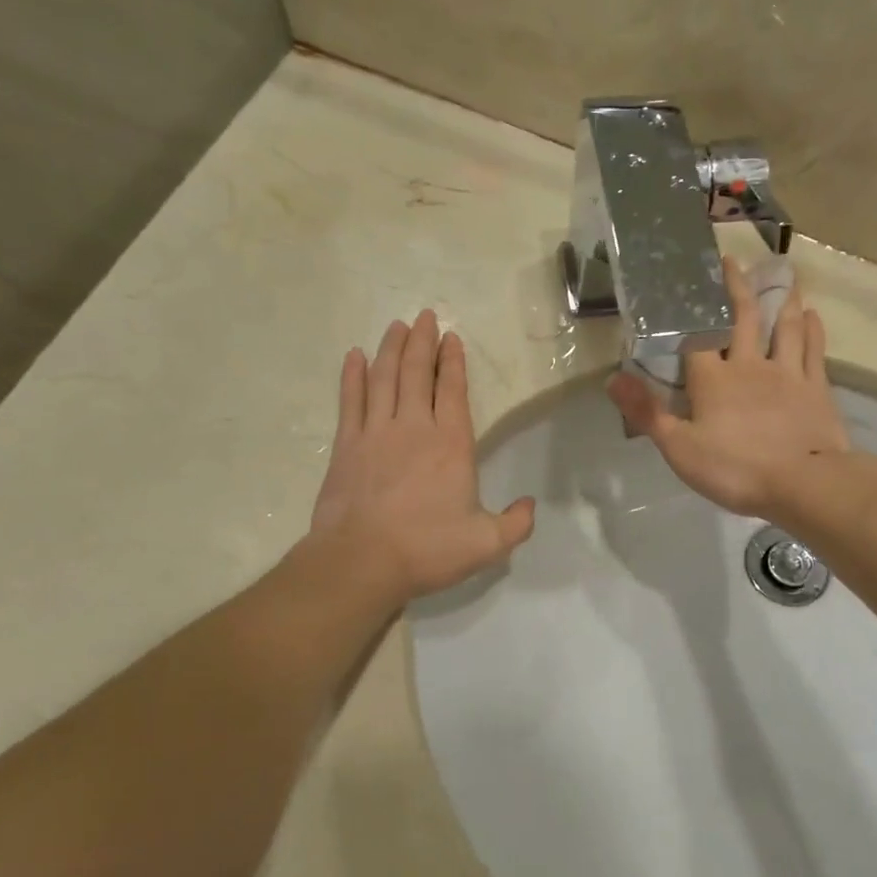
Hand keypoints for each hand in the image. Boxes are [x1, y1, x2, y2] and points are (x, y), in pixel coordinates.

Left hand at [311, 310, 534, 606]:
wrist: (362, 561)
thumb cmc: (427, 549)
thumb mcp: (486, 544)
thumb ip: (515, 524)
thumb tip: (530, 506)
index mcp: (450, 444)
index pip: (452, 390)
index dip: (452, 361)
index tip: (451, 337)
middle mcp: (414, 427)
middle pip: (415, 373)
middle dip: (421, 342)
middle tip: (423, 316)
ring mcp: (375, 432)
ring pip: (383, 378)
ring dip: (390, 349)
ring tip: (396, 326)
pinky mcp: (346, 445)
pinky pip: (350, 400)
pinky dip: (351, 376)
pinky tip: (353, 356)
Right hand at [607, 261, 852, 520]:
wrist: (804, 484)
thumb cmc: (735, 469)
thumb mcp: (679, 448)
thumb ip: (647, 412)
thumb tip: (612, 379)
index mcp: (713, 379)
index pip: (697, 336)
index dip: (692, 309)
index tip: (688, 282)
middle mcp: (750, 365)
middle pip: (744, 318)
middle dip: (736, 289)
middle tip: (732, 261)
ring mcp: (787, 374)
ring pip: (784, 327)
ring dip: (782, 301)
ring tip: (782, 278)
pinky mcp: (816, 388)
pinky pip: (813, 351)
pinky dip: (812, 330)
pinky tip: (812, 316)